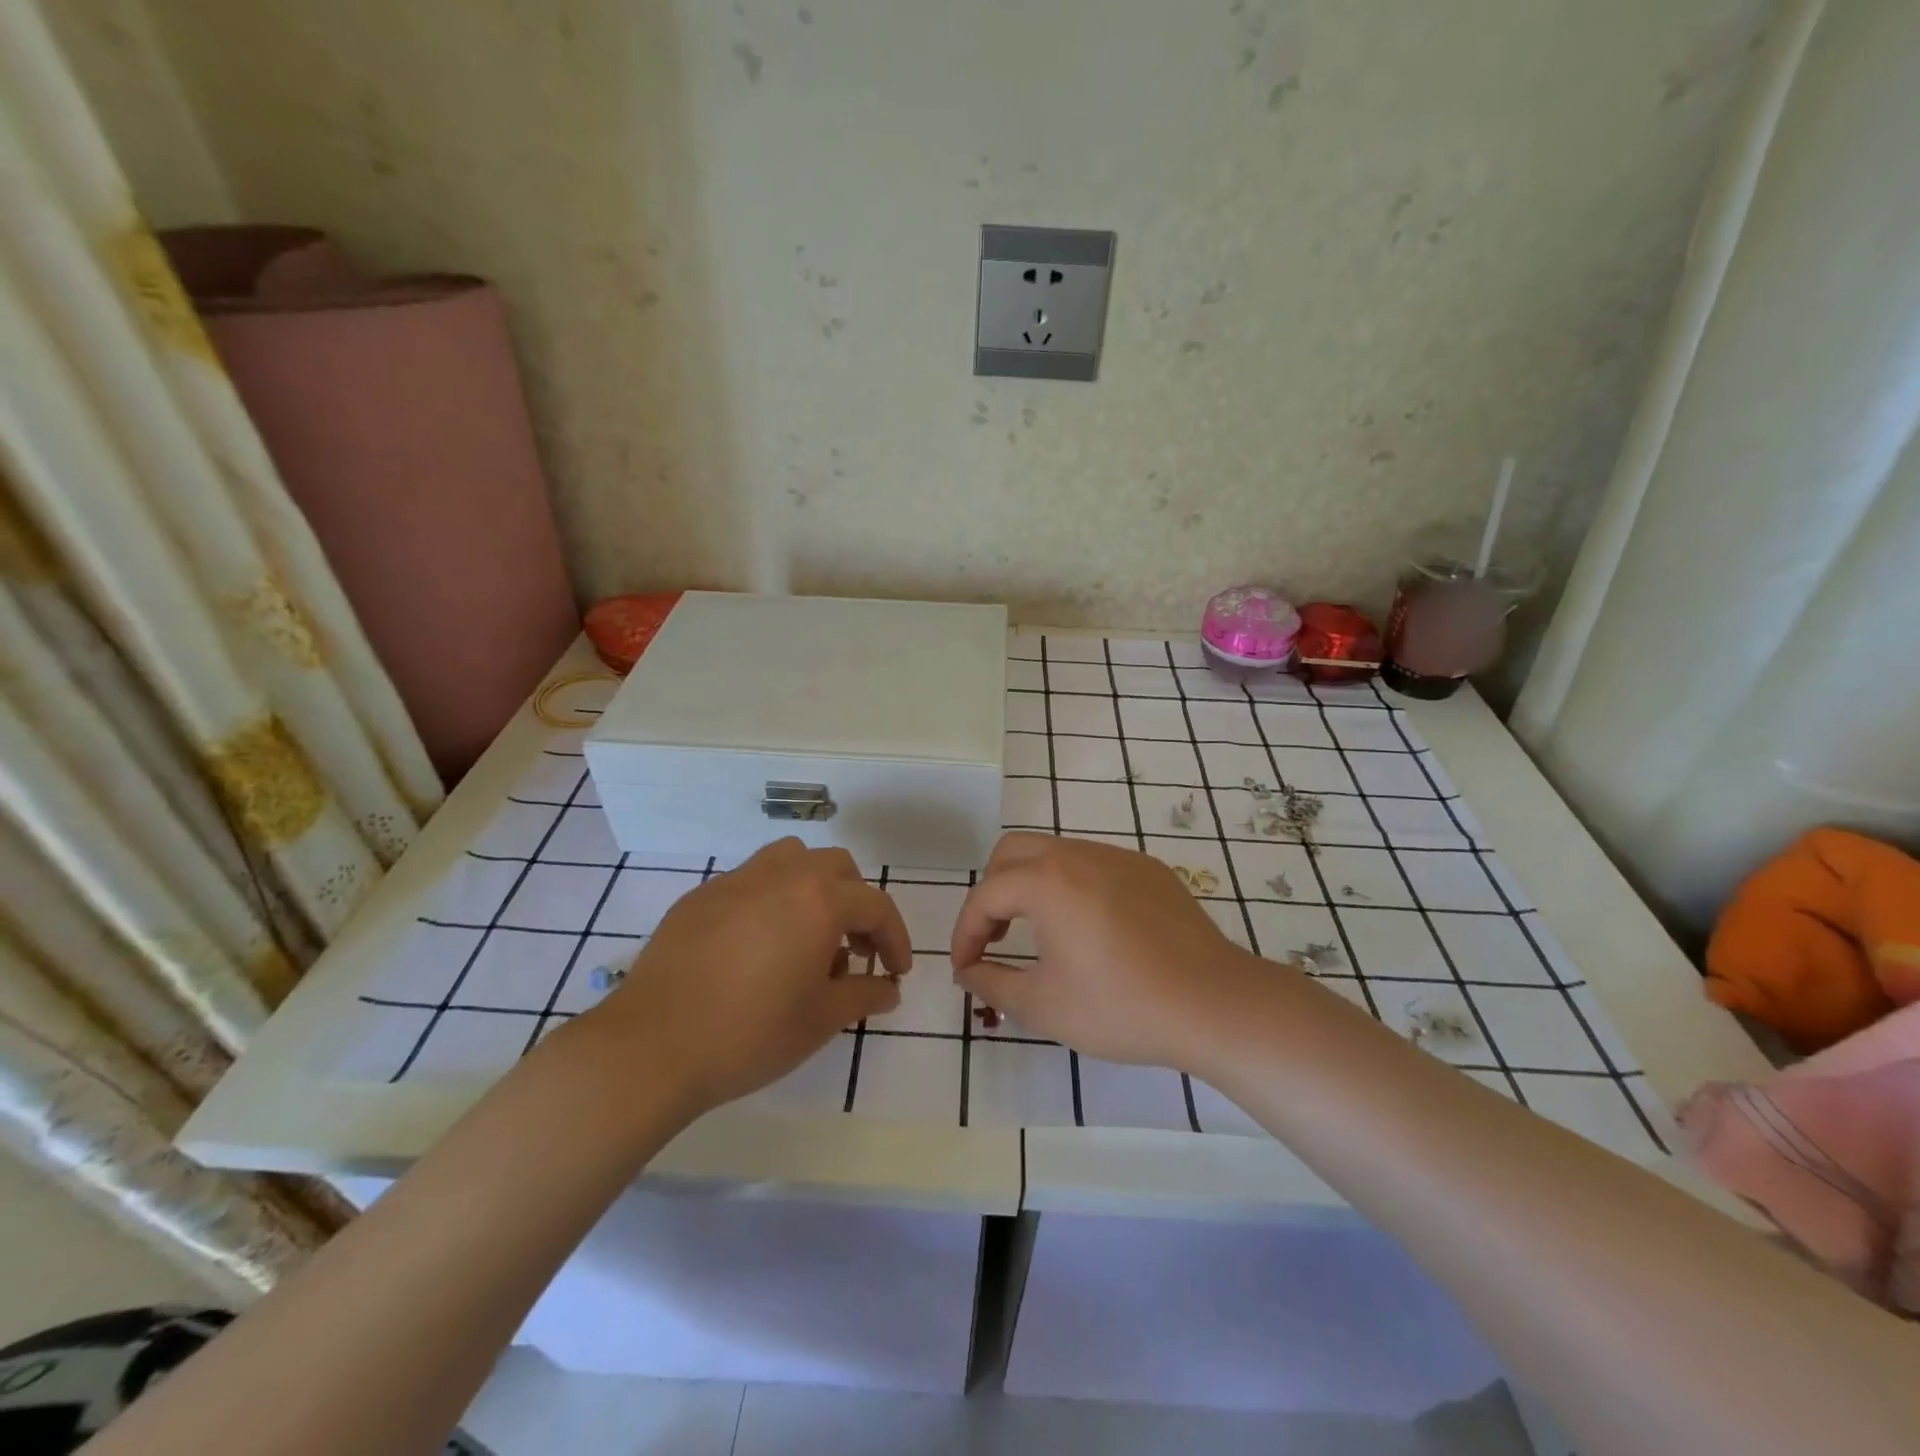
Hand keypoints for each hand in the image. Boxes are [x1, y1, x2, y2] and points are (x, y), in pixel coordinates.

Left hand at [582, 838, 910, 1116]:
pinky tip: (758, 946)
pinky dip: (771, 900)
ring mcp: (735, 881)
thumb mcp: (821, 1020)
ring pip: (791, 860)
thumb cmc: (751, 1033)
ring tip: (808, 935)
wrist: (652, 1047)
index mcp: (818, 899)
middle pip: (836, 868)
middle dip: (856, 904)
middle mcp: (781, 875)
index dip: (895, 938)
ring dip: (813, 888)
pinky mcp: (700, 897)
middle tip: (854, 950)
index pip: (875, 906)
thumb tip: (889, 988)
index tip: (897, 971)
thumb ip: (865, 994)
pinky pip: (750, 881)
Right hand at [950, 832, 1275, 1069]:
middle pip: (1012, 852)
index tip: (966, 969)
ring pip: (1054, 852)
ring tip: (1038, 933)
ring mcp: (1117, 856)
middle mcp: (1077, 854)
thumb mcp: (1043, 1005)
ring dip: (1031, 884)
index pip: (985, 895)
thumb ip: (992, 983)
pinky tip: (1089, 929)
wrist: (1213, 1003)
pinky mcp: (1148, 870)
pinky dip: (1071, 886)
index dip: (965, 932)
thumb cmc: (1120, 1006)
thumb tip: (968, 971)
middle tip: (995, 938)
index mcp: (1046, 881)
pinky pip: (1093, 864)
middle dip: (992, 892)